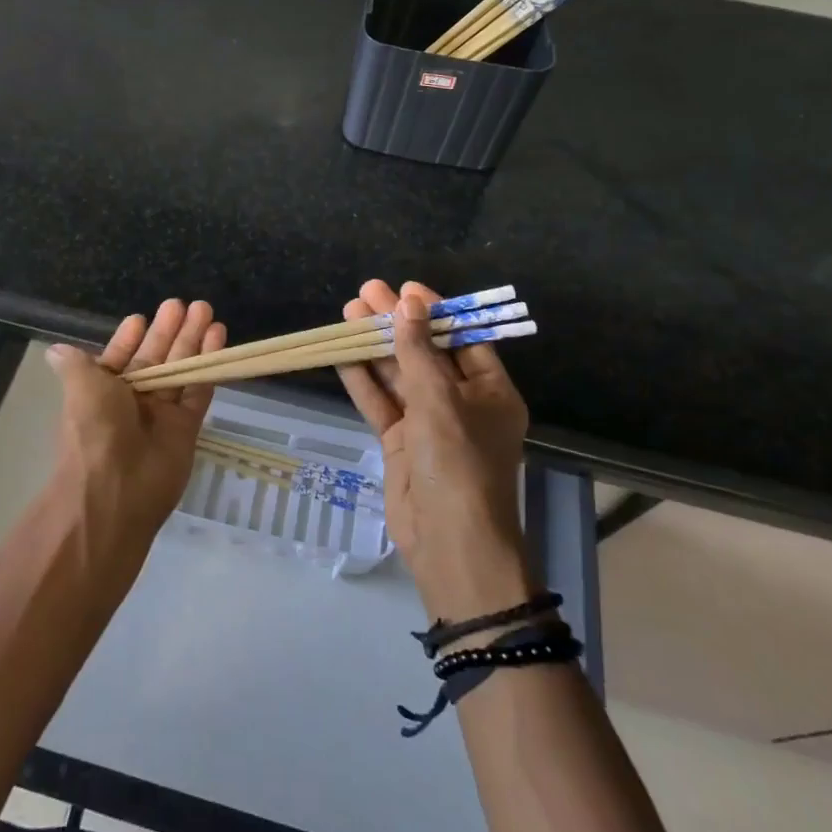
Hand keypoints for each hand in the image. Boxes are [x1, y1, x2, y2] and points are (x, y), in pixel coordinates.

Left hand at [45, 299, 226, 551]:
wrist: (115, 491)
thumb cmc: (94, 431)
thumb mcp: (80, 389)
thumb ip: (76, 365)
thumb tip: (55, 351)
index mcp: (103, 391)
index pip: (121, 357)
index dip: (131, 338)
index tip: (143, 317)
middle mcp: (132, 401)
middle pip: (156, 357)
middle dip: (170, 330)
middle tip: (188, 304)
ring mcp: (161, 413)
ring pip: (180, 369)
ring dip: (193, 340)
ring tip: (206, 309)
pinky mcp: (187, 427)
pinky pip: (199, 390)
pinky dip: (208, 365)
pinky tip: (218, 336)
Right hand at [336, 280, 532, 619]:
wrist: (449, 543)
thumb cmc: (459, 464)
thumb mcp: (441, 401)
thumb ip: (419, 351)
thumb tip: (409, 304)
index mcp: (490, 390)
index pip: (462, 338)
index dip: (434, 311)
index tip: (405, 288)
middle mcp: (461, 402)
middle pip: (424, 352)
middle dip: (396, 323)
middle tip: (366, 292)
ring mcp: (429, 423)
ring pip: (398, 375)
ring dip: (375, 346)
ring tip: (348, 312)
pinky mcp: (401, 442)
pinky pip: (381, 402)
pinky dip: (363, 379)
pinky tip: (342, 353)